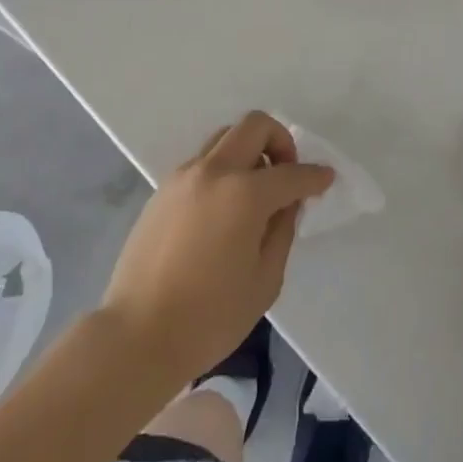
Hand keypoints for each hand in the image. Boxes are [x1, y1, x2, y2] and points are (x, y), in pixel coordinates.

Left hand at [101, 111, 333, 386]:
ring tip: (254, 190)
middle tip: (287, 173)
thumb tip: (285, 204)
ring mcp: (184, 176)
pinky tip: (224, 208)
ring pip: (225, 137)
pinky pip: (203, 162)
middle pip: (255, 126)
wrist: (136, 335)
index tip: (326, 178)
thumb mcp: (264, 281)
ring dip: (248, 150)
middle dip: (280, 141)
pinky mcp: (163, 189)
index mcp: (244, 194)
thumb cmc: (209, 317)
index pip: (291, 173)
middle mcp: (214, 171)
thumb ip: (281, 232)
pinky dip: (223, 169)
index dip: (314, 176)